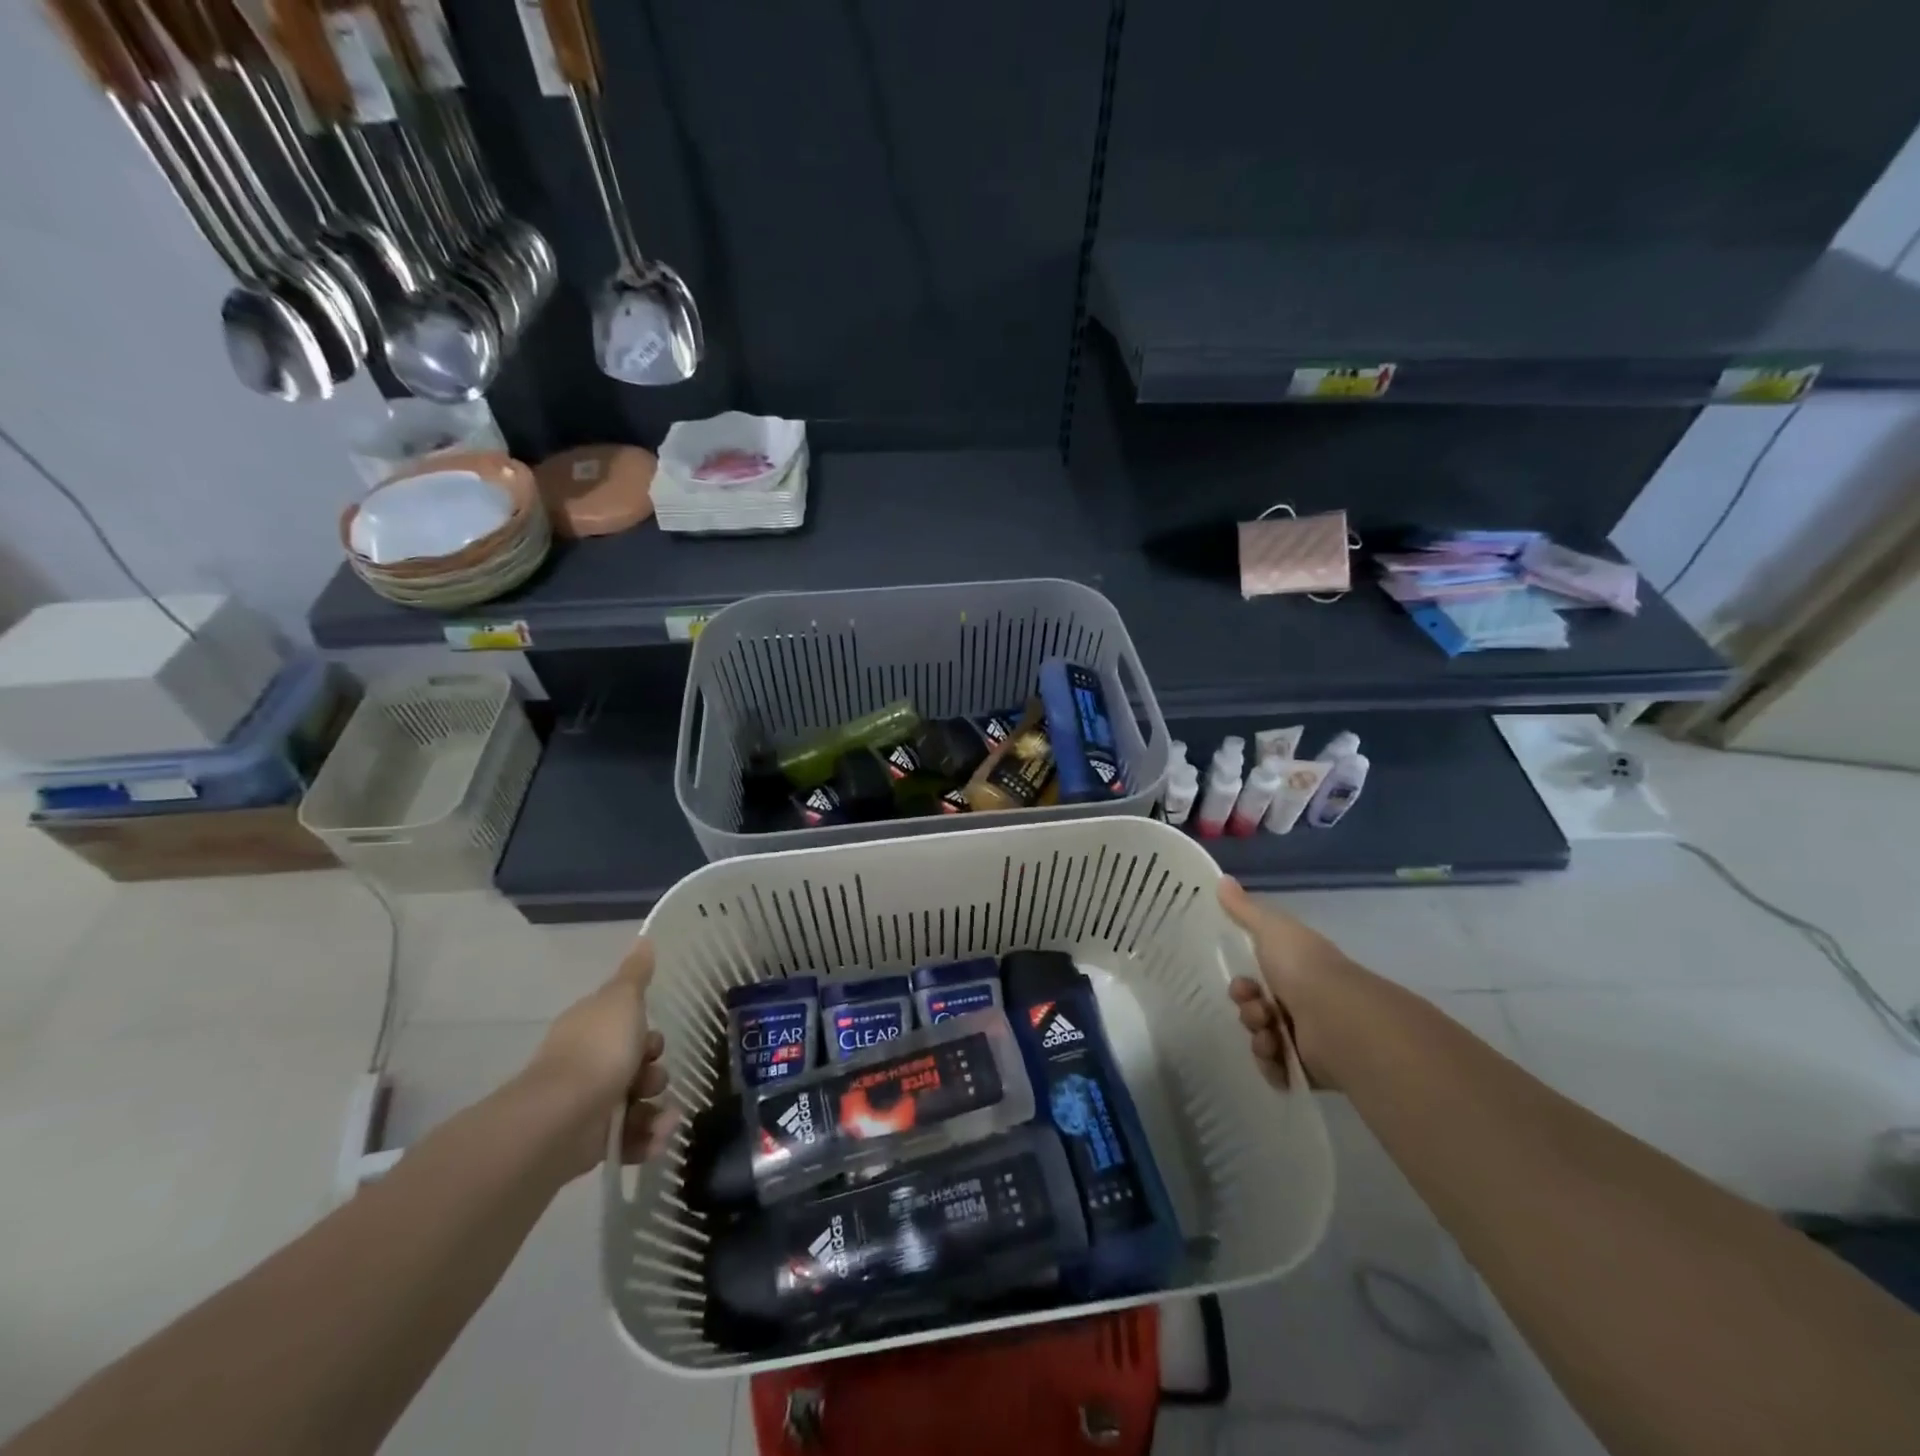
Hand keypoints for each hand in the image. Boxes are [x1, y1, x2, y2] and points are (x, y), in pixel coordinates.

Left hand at [523, 939, 673, 1177]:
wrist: (562, 1117)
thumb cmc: (598, 1049)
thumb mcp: (623, 1000)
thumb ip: (635, 974)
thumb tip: (644, 939)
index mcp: (591, 1029)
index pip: (626, 1028)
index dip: (647, 1034)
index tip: (654, 1041)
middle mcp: (587, 1065)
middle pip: (635, 1067)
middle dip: (655, 1074)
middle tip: (654, 1078)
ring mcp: (588, 1105)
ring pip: (636, 1104)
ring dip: (658, 1112)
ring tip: (664, 1120)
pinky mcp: (590, 1143)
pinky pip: (628, 1139)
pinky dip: (646, 1140)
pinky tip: (657, 1139)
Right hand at [1218, 876, 1353, 1088]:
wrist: (1339, 1020)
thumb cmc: (1303, 968)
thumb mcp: (1270, 928)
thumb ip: (1244, 909)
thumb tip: (1222, 879)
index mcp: (1296, 971)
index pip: (1258, 979)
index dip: (1242, 983)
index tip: (1243, 984)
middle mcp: (1303, 1003)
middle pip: (1256, 1010)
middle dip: (1248, 1010)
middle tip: (1257, 1010)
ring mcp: (1308, 1038)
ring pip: (1263, 1039)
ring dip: (1257, 1037)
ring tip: (1270, 1036)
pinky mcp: (1311, 1070)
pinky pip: (1276, 1070)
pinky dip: (1271, 1064)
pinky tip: (1276, 1055)